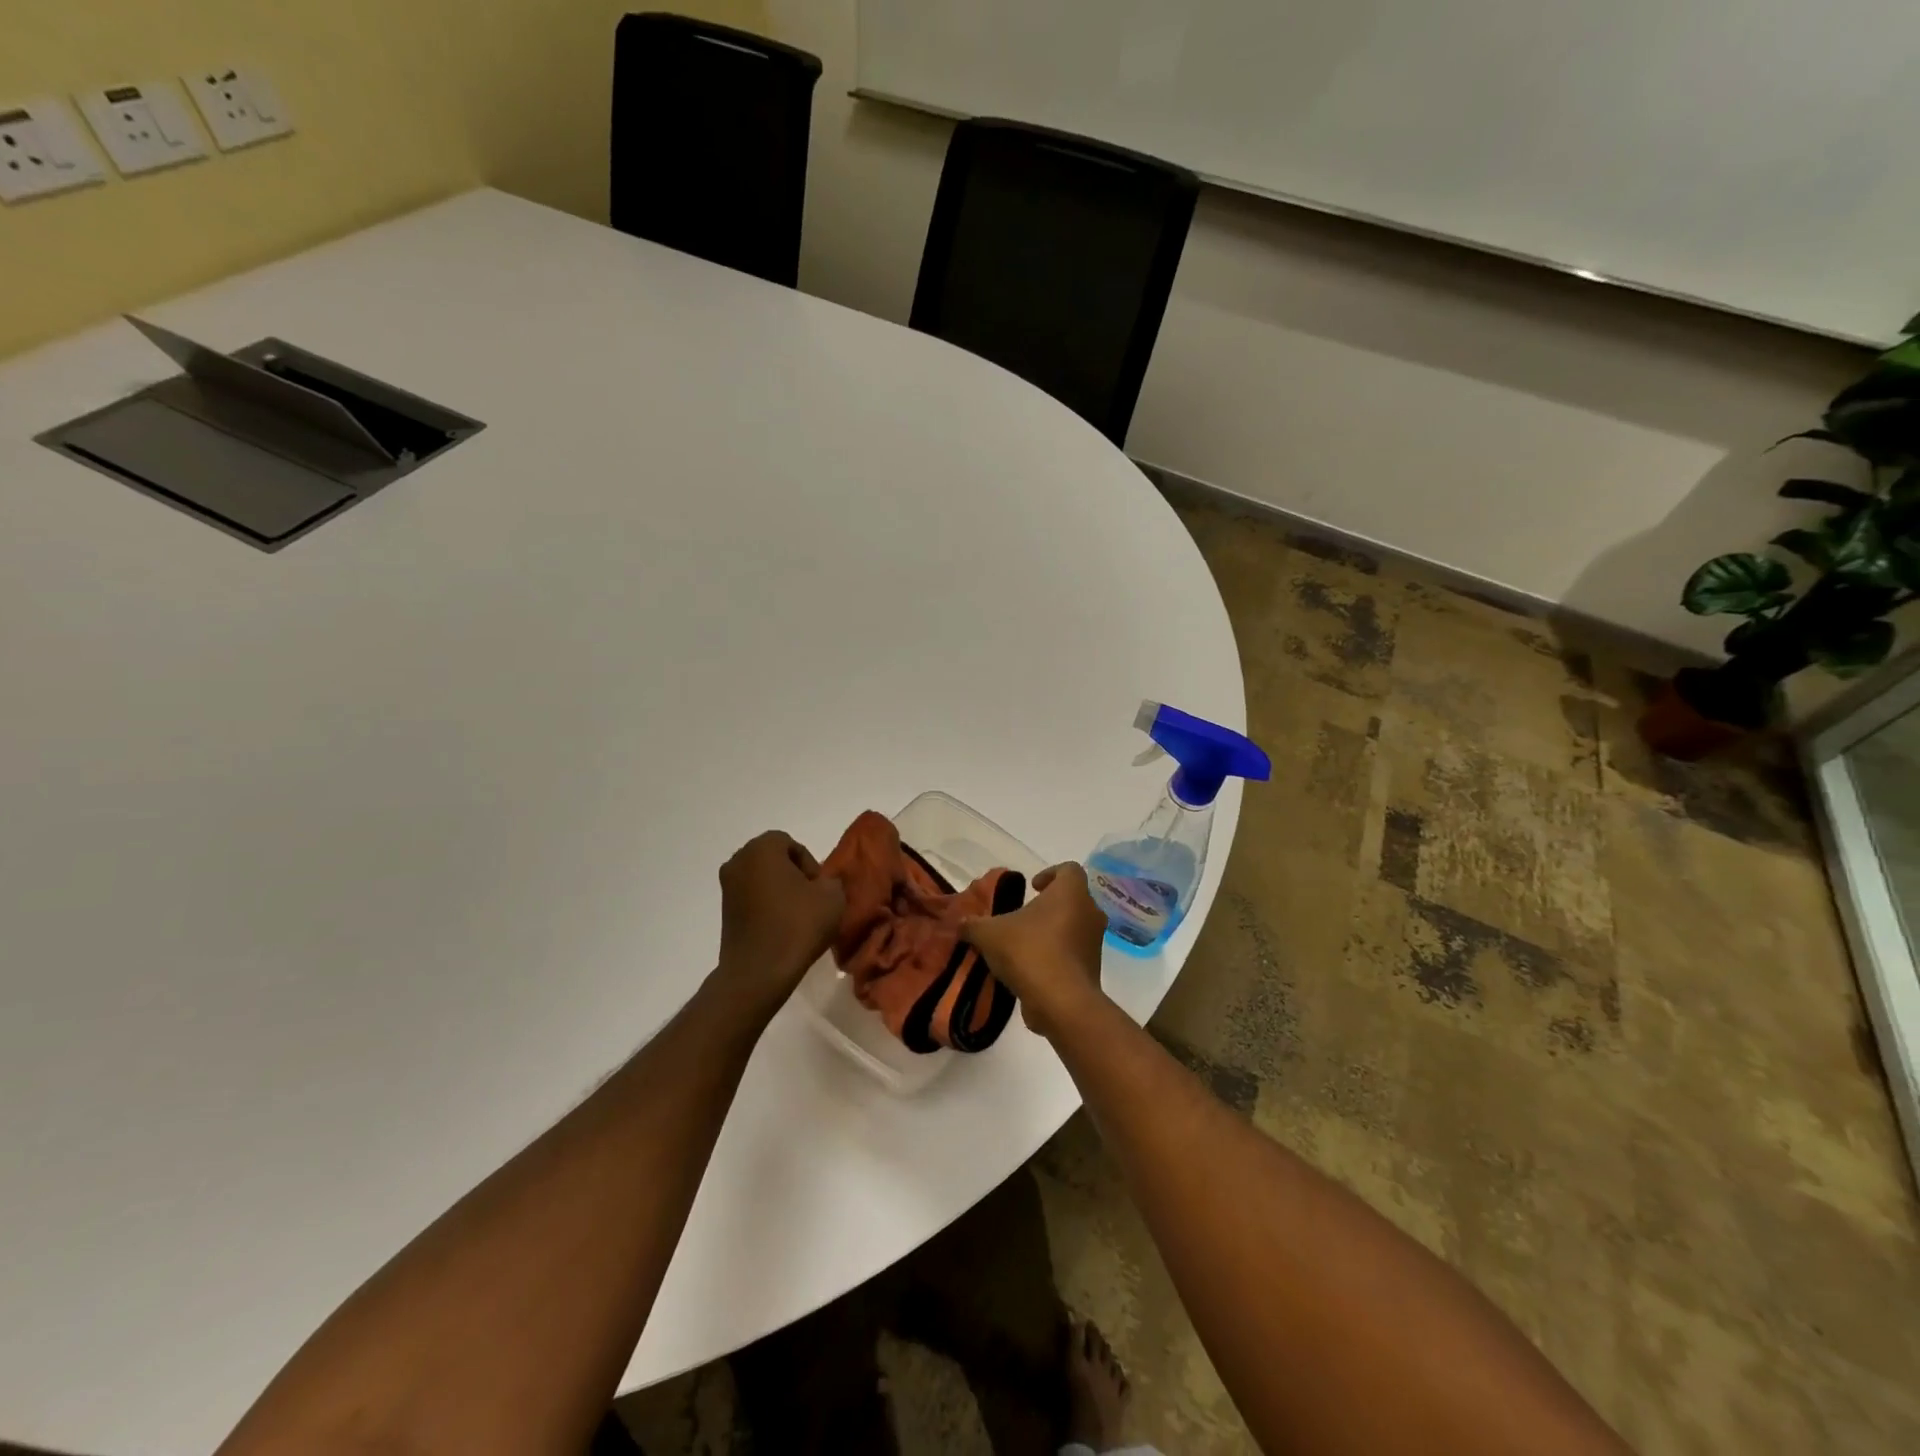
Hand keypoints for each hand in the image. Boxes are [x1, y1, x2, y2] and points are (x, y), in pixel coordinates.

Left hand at [715, 831, 845, 1021]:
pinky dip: (766, 906)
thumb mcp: (832, 897)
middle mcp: (738, 861)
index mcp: (762, 849)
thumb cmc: (797, 925)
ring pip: (761, 879)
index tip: (819, 889)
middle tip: (811, 899)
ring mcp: (727, 887)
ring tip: (797, 915)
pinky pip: (751, 898)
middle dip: (794, 875)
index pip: (791, 844)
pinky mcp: (724, 911)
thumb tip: (823, 884)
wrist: (758, 972)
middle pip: (773, 859)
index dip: (810, 864)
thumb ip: (832, 880)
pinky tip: (781, 927)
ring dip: (780, 891)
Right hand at [961, 863, 1109, 1039]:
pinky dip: (1057, 956)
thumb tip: (960, 923)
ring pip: (1074, 927)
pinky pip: (1074, 953)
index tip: (1032, 887)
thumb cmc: (1029, 952)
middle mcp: (1089, 912)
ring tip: (1024, 944)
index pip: (1069, 869)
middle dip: (1049, 905)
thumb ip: (973, 925)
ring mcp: (1094, 943)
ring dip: (1052, 931)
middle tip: (1024, 916)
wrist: (1061, 1003)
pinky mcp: (1092, 969)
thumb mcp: (989, 934)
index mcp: (1071, 893)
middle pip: (1072, 899)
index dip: (1050, 873)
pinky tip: (1031, 969)